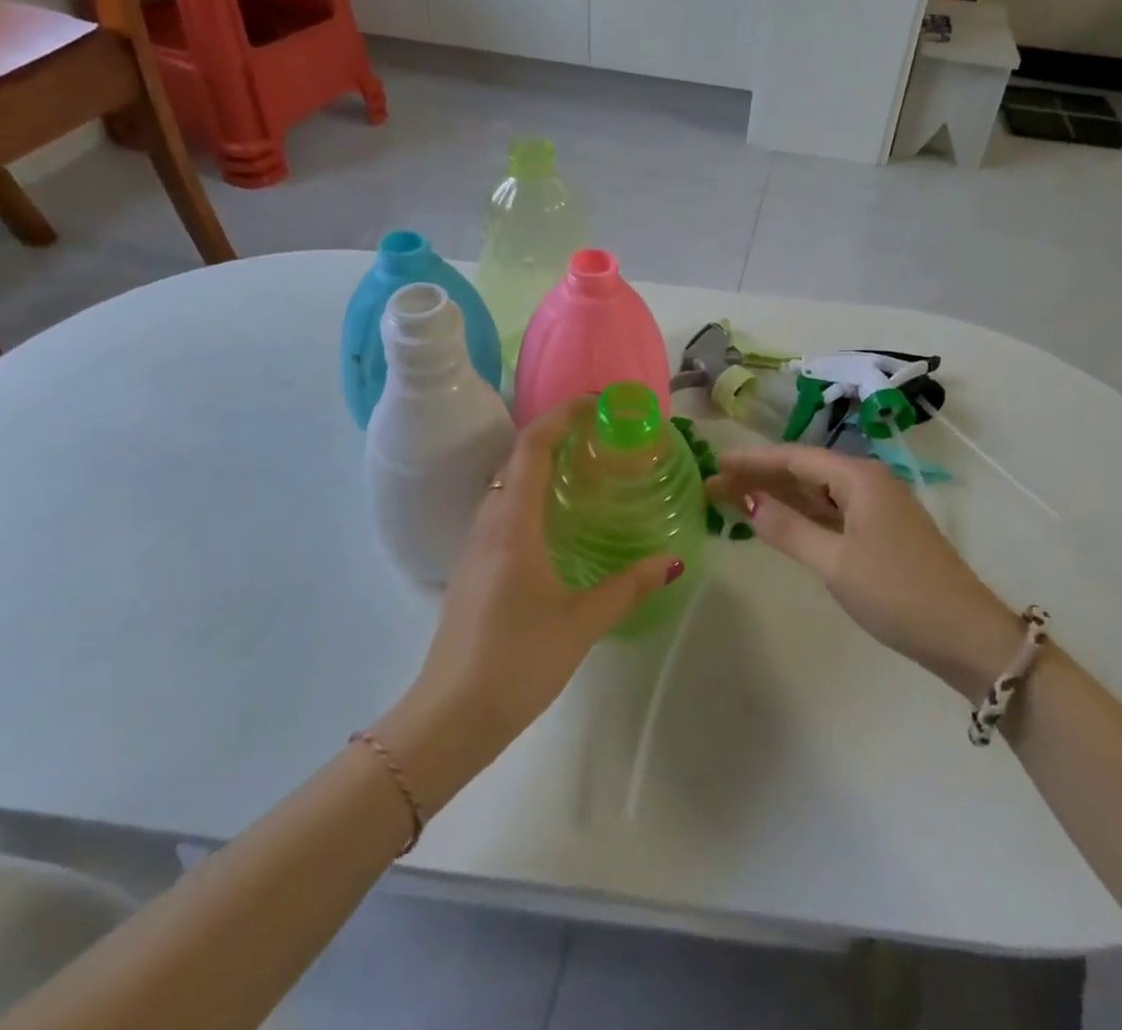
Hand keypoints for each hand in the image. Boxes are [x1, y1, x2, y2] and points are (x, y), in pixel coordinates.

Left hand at [377, 398, 682, 811]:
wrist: (448, 718)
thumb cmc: (516, 662)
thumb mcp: (581, 623)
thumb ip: (628, 587)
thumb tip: (673, 561)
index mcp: (512, 524)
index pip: (532, 446)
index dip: (561, 415)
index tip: (597, 404)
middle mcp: (489, 523)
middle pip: (517, 457)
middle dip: (556, 434)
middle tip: (601, 436)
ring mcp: (475, 545)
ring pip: (506, 483)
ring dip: (541, 463)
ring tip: (586, 470)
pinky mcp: (473, 567)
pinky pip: (502, 509)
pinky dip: (531, 493)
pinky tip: (558, 520)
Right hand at [709, 445, 1017, 699]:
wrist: (966, 637)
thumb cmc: (898, 593)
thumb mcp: (835, 562)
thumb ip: (788, 529)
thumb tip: (746, 501)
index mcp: (859, 477)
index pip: (794, 458)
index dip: (752, 460)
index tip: (715, 462)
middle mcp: (868, 482)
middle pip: (804, 471)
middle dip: (760, 477)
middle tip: (715, 485)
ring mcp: (877, 507)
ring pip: (817, 492)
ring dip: (778, 496)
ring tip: (734, 499)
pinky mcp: (881, 532)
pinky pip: (831, 512)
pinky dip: (801, 515)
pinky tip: (777, 521)